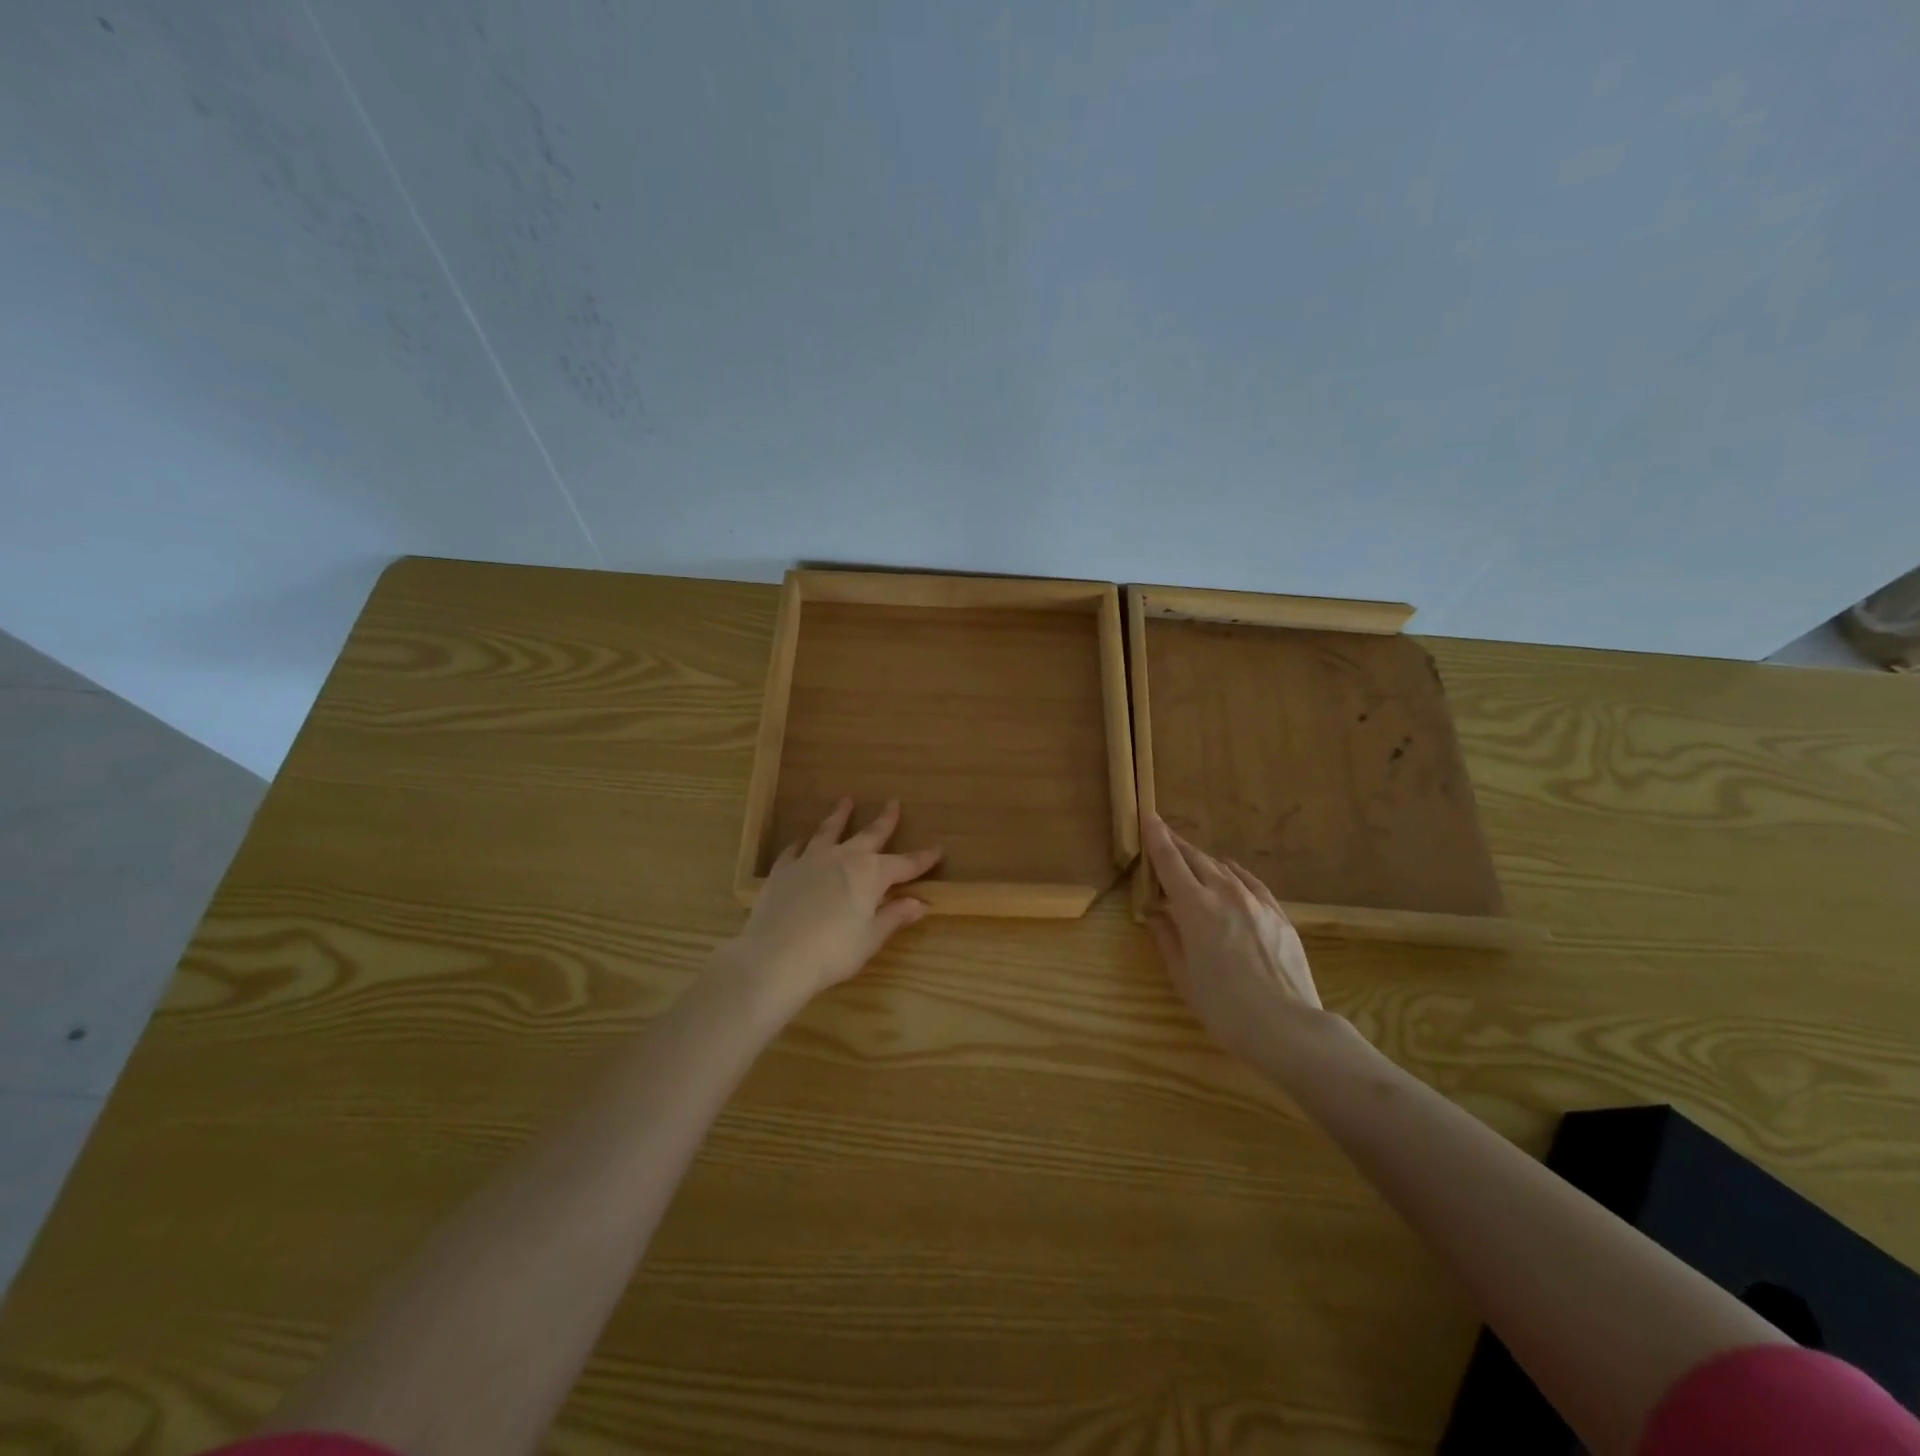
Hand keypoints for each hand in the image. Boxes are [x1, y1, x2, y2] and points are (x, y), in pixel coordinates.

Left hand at [726, 798, 941, 1003]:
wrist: (775, 957)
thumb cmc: (832, 952)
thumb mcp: (870, 939)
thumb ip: (894, 916)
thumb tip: (919, 903)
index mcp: (871, 874)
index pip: (905, 863)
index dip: (923, 858)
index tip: (938, 849)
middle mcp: (843, 858)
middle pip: (869, 835)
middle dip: (884, 820)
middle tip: (893, 802)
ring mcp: (810, 860)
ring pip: (829, 831)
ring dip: (839, 816)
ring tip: (845, 800)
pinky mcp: (783, 870)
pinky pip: (795, 850)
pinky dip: (802, 843)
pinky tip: (802, 841)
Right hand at [1144, 813, 1326, 1073]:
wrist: (1287, 1026)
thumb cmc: (1224, 1007)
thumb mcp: (1183, 976)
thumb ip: (1167, 938)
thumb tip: (1156, 914)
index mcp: (1195, 907)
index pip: (1170, 861)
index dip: (1156, 837)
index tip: (1147, 815)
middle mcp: (1225, 893)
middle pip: (1196, 858)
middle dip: (1177, 845)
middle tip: (1162, 836)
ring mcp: (1257, 902)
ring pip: (1223, 868)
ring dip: (1203, 860)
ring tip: (1192, 860)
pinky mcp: (1279, 914)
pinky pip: (1250, 882)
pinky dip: (1232, 874)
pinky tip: (1229, 876)